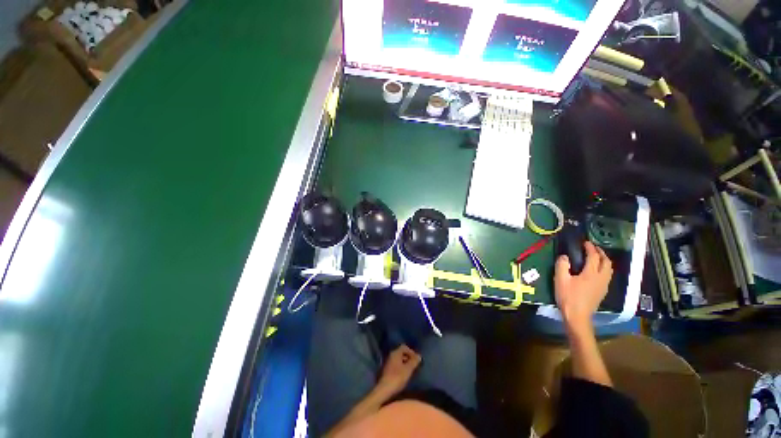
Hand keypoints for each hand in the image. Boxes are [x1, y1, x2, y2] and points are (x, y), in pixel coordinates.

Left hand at [376, 345, 420, 397]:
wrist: (384, 390)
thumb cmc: (397, 378)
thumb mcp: (408, 369)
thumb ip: (414, 361)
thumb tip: (419, 356)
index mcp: (395, 353)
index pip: (404, 347)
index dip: (411, 352)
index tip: (416, 360)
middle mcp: (391, 356)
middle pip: (401, 353)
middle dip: (409, 358)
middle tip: (415, 366)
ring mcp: (388, 363)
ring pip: (398, 360)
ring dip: (405, 364)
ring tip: (411, 372)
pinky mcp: (386, 371)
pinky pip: (395, 366)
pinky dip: (401, 368)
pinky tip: (404, 376)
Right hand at [554, 241, 612, 333]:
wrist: (577, 316)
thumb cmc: (568, 297)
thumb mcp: (560, 280)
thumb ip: (562, 265)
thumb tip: (564, 256)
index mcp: (591, 274)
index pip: (594, 257)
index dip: (590, 248)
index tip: (585, 243)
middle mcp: (601, 278)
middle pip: (606, 262)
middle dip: (601, 253)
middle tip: (593, 248)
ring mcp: (604, 285)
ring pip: (609, 270)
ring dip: (604, 261)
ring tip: (596, 258)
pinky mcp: (602, 291)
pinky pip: (607, 276)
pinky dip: (604, 269)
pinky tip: (596, 271)